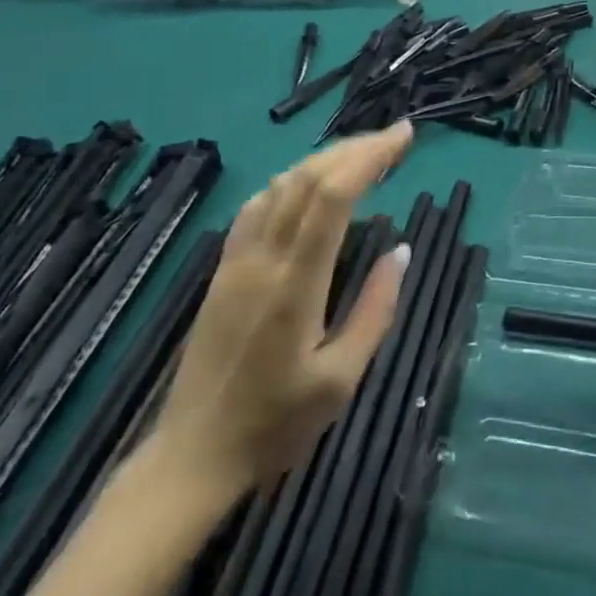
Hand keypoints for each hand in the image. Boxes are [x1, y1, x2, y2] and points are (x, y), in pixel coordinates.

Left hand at [148, 124, 411, 498]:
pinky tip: (309, 184)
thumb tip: (400, 250)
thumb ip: (374, 310)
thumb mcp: (340, 380)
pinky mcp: (222, 270)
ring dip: (325, 159)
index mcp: (295, 285)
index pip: (333, 196)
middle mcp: (263, 260)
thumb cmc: (275, 425)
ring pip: (281, 185)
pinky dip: (291, 180)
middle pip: (308, 178)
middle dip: (355, 147)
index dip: (370, 156)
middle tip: (395, 136)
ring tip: (363, 153)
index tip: (404, 137)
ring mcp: (236, 262)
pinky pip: (257, 206)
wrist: (191, 459)